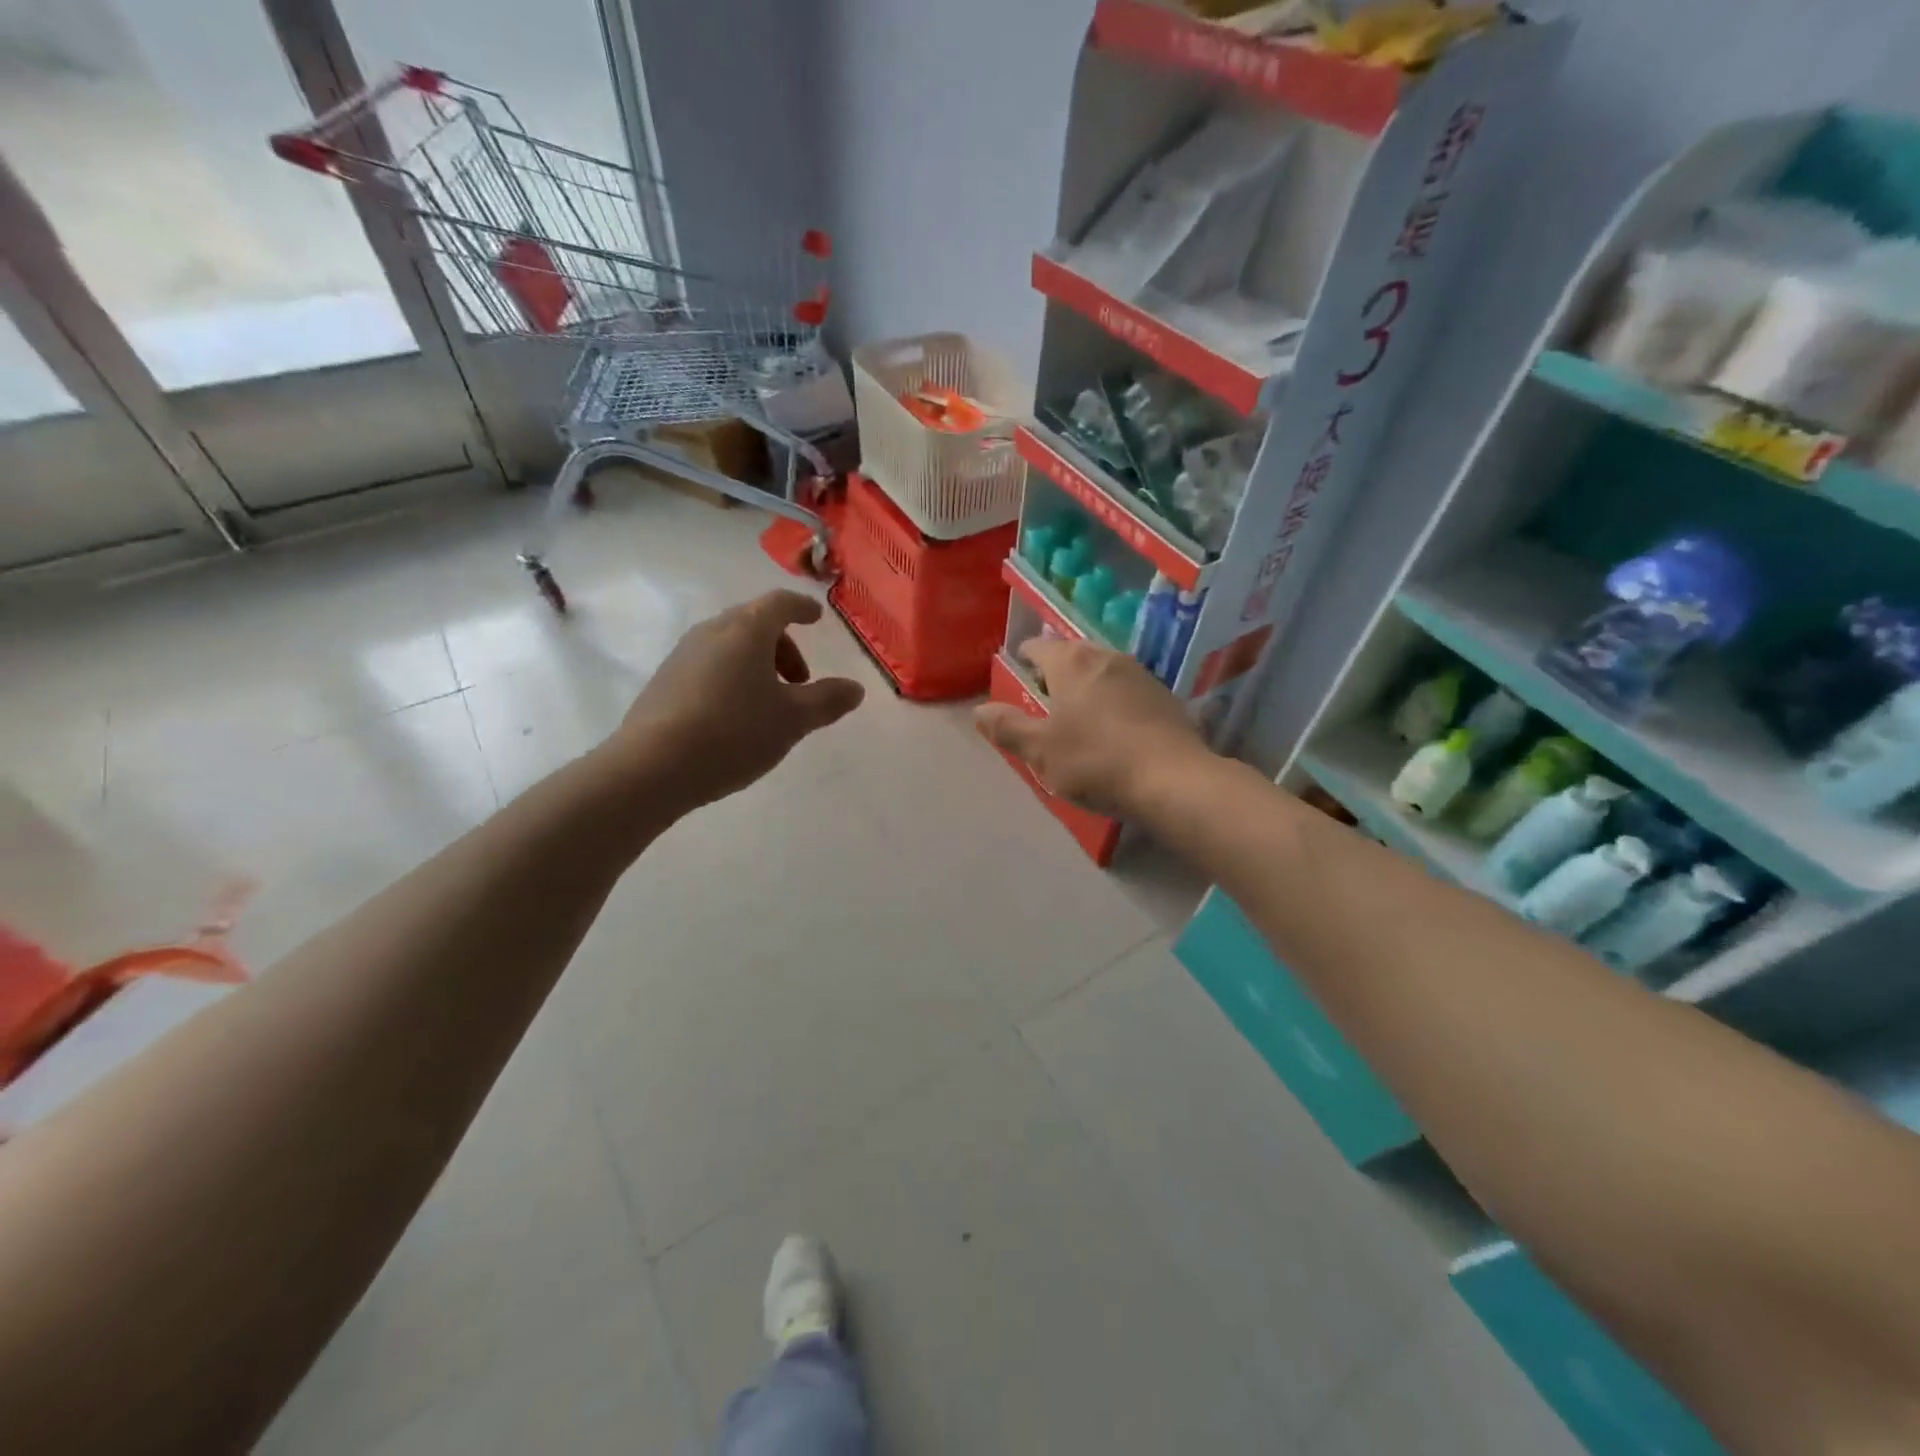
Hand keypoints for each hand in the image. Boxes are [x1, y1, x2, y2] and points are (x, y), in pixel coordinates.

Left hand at [605, 590, 864, 809]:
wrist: (652, 767)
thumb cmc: (734, 732)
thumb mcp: (793, 720)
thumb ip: (827, 700)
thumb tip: (855, 688)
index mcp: (746, 630)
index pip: (780, 603)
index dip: (802, 608)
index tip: (816, 618)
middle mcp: (712, 632)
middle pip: (754, 623)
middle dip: (783, 646)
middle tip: (800, 681)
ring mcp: (682, 655)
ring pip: (729, 645)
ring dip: (757, 664)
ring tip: (769, 703)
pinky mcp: (664, 681)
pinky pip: (708, 666)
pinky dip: (731, 677)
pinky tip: (735, 716)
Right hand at [973, 637, 1208, 816]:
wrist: (1174, 780)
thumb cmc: (1096, 761)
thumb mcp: (1041, 750)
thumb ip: (1008, 728)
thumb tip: (979, 710)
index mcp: (1071, 662)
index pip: (1038, 646)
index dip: (1024, 657)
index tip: (1017, 673)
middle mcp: (1106, 657)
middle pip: (1072, 655)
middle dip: (1056, 672)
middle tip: (1043, 698)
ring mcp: (1140, 674)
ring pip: (1102, 671)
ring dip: (1087, 686)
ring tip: (1077, 714)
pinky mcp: (1165, 697)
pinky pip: (1127, 691)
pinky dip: (1113, 702)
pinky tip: (1114, 729)